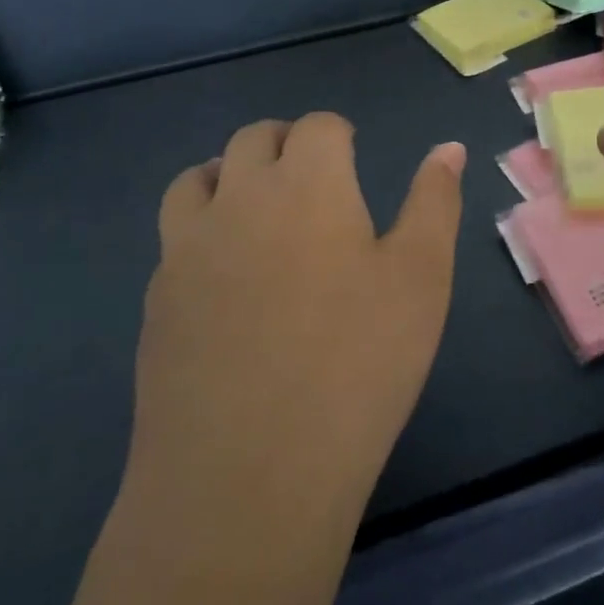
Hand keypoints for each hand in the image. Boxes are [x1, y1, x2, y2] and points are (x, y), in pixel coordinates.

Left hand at [132, 114, 465, 505]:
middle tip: (313, 177)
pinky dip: (201, 229)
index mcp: (307, 184)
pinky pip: (175, 236)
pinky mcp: (155, 298)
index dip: (338, 133)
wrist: (246, 477)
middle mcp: (239, 197)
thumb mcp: (421, 279)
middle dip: (285, 143)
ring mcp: (187, 247)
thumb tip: (447, 147)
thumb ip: (434, 202)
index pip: (317, 126)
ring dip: (230, 175)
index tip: (352, 155)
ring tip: (258, 208)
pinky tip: (225, 274)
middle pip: (253, 139)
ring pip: (198, 177)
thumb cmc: (356, 366)